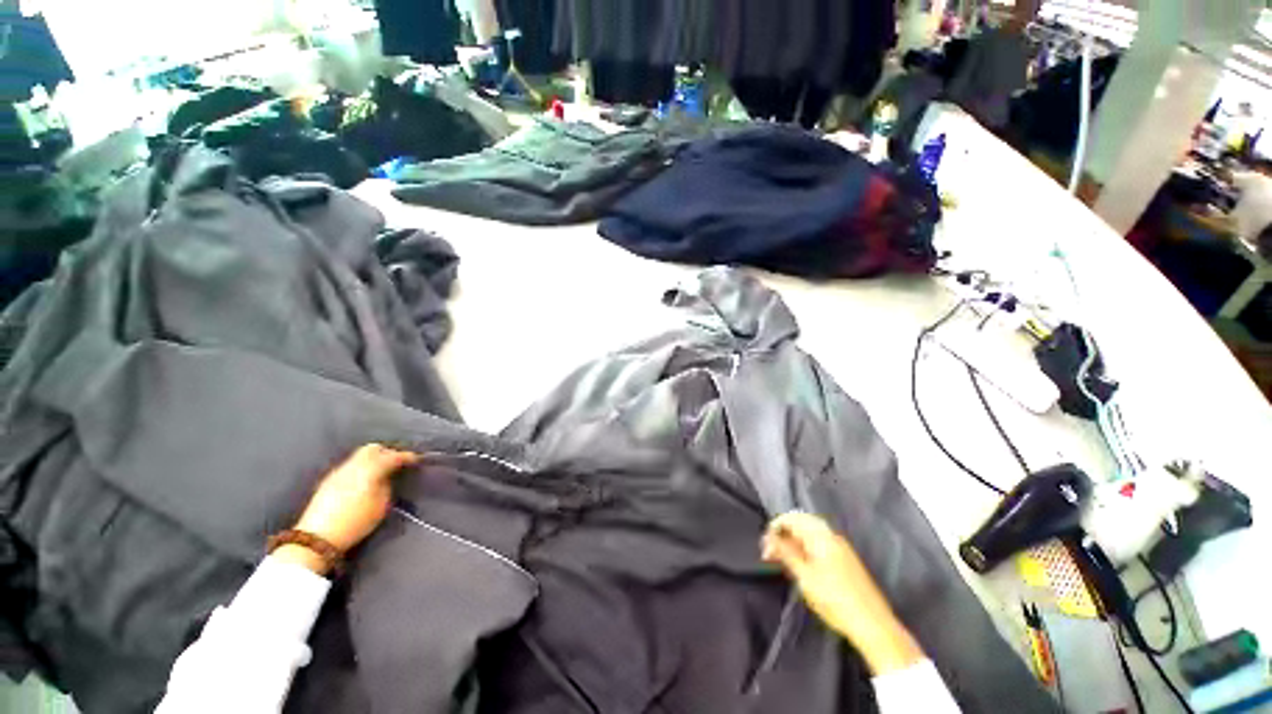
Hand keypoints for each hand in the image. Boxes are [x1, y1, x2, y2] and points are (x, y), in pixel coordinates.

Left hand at [276, 444, 419, 574]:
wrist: (317, 537)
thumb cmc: (355, 522)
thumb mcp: (381, 506)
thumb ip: (387, 486)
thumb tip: (388, 477)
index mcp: (370, 470)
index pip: (392, 456)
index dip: (406, 456)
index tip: (416, 459)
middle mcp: (353, 466)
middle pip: (373, 449)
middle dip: (387, 452)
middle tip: (396, 463)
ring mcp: (338, 472)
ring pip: (359, 456)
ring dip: (373, 460)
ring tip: (381, 471)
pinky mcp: (328, 481)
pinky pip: (350, 466)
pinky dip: (361, 468)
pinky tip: (364, 480)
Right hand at [762, 512, 922, 674]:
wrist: (872, 625)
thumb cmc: (834, 599)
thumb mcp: (804, 577)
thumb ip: (785, 553)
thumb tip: (768, 537)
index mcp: (821, 536)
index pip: (792, 518)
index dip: (775, 527)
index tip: (765, 544)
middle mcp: (831, 536)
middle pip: (802, 523)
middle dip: (784, 533)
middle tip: (771, 552)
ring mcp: (840, 547)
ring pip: (810, 533)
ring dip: (794, 541)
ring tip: (783, 559)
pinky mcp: (845, 559)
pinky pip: (819, 543)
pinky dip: (805, 548)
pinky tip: (801, 564)